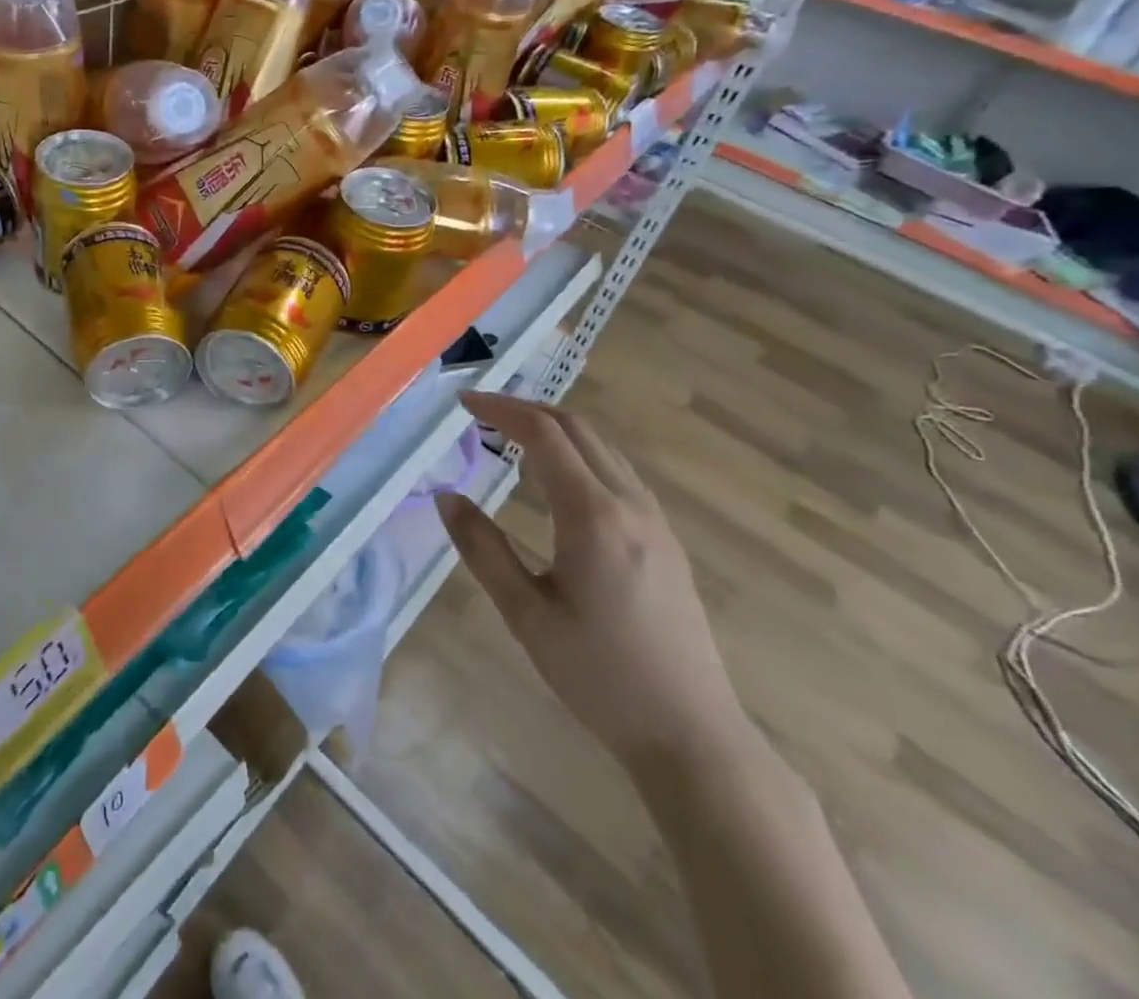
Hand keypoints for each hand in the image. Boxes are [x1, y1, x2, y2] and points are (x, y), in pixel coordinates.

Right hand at [439, 394, 746, 774]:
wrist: (692, 734)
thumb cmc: (598, 675)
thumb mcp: (525, 613)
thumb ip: (483, 548)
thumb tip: (446, 497)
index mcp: (593, 516)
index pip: (544, 435)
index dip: (500, 410)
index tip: (463, 403)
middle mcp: (630, 505)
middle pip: (578, 429)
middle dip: (527, 409)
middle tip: (482, 412)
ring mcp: (655, 521)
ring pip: (603, 447)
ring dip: (555, 428)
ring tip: (511, 435)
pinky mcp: (666, 540)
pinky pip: (618, 472)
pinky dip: (579, 453)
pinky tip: (558, 478)